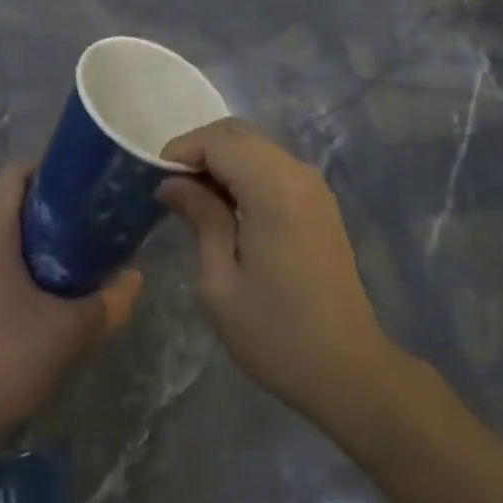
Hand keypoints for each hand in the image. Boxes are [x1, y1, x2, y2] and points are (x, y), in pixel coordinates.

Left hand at [0, 164, 142, 475]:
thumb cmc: (4, 362)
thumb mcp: (68, 332)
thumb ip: (109, 301)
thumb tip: (138, 277)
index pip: (17, 172)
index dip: (52, 167)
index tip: (87, 182)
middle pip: (13, 200)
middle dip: (54, 204)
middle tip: (93, 217)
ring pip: (4, 231)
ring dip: (40, 236)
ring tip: (81, 250)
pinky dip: (22, 259)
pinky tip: (51, 286)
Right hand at [158, 120, 399, 435]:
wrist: (347, 369)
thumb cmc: (276, 333)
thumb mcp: (220, 282)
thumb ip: (200, 218)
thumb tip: (173, 183)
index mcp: (273, 187)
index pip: (219, 141)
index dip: (182, 150)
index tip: (154, 179)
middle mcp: (297, 172)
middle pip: (239, 134)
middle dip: (200, 150)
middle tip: (171, 187)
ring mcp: (313, 184)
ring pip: (257, 146)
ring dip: (223, 160)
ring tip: (194, 198)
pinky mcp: (319, 201)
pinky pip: (274, 166)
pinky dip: (245, 171)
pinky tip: (228, 207)